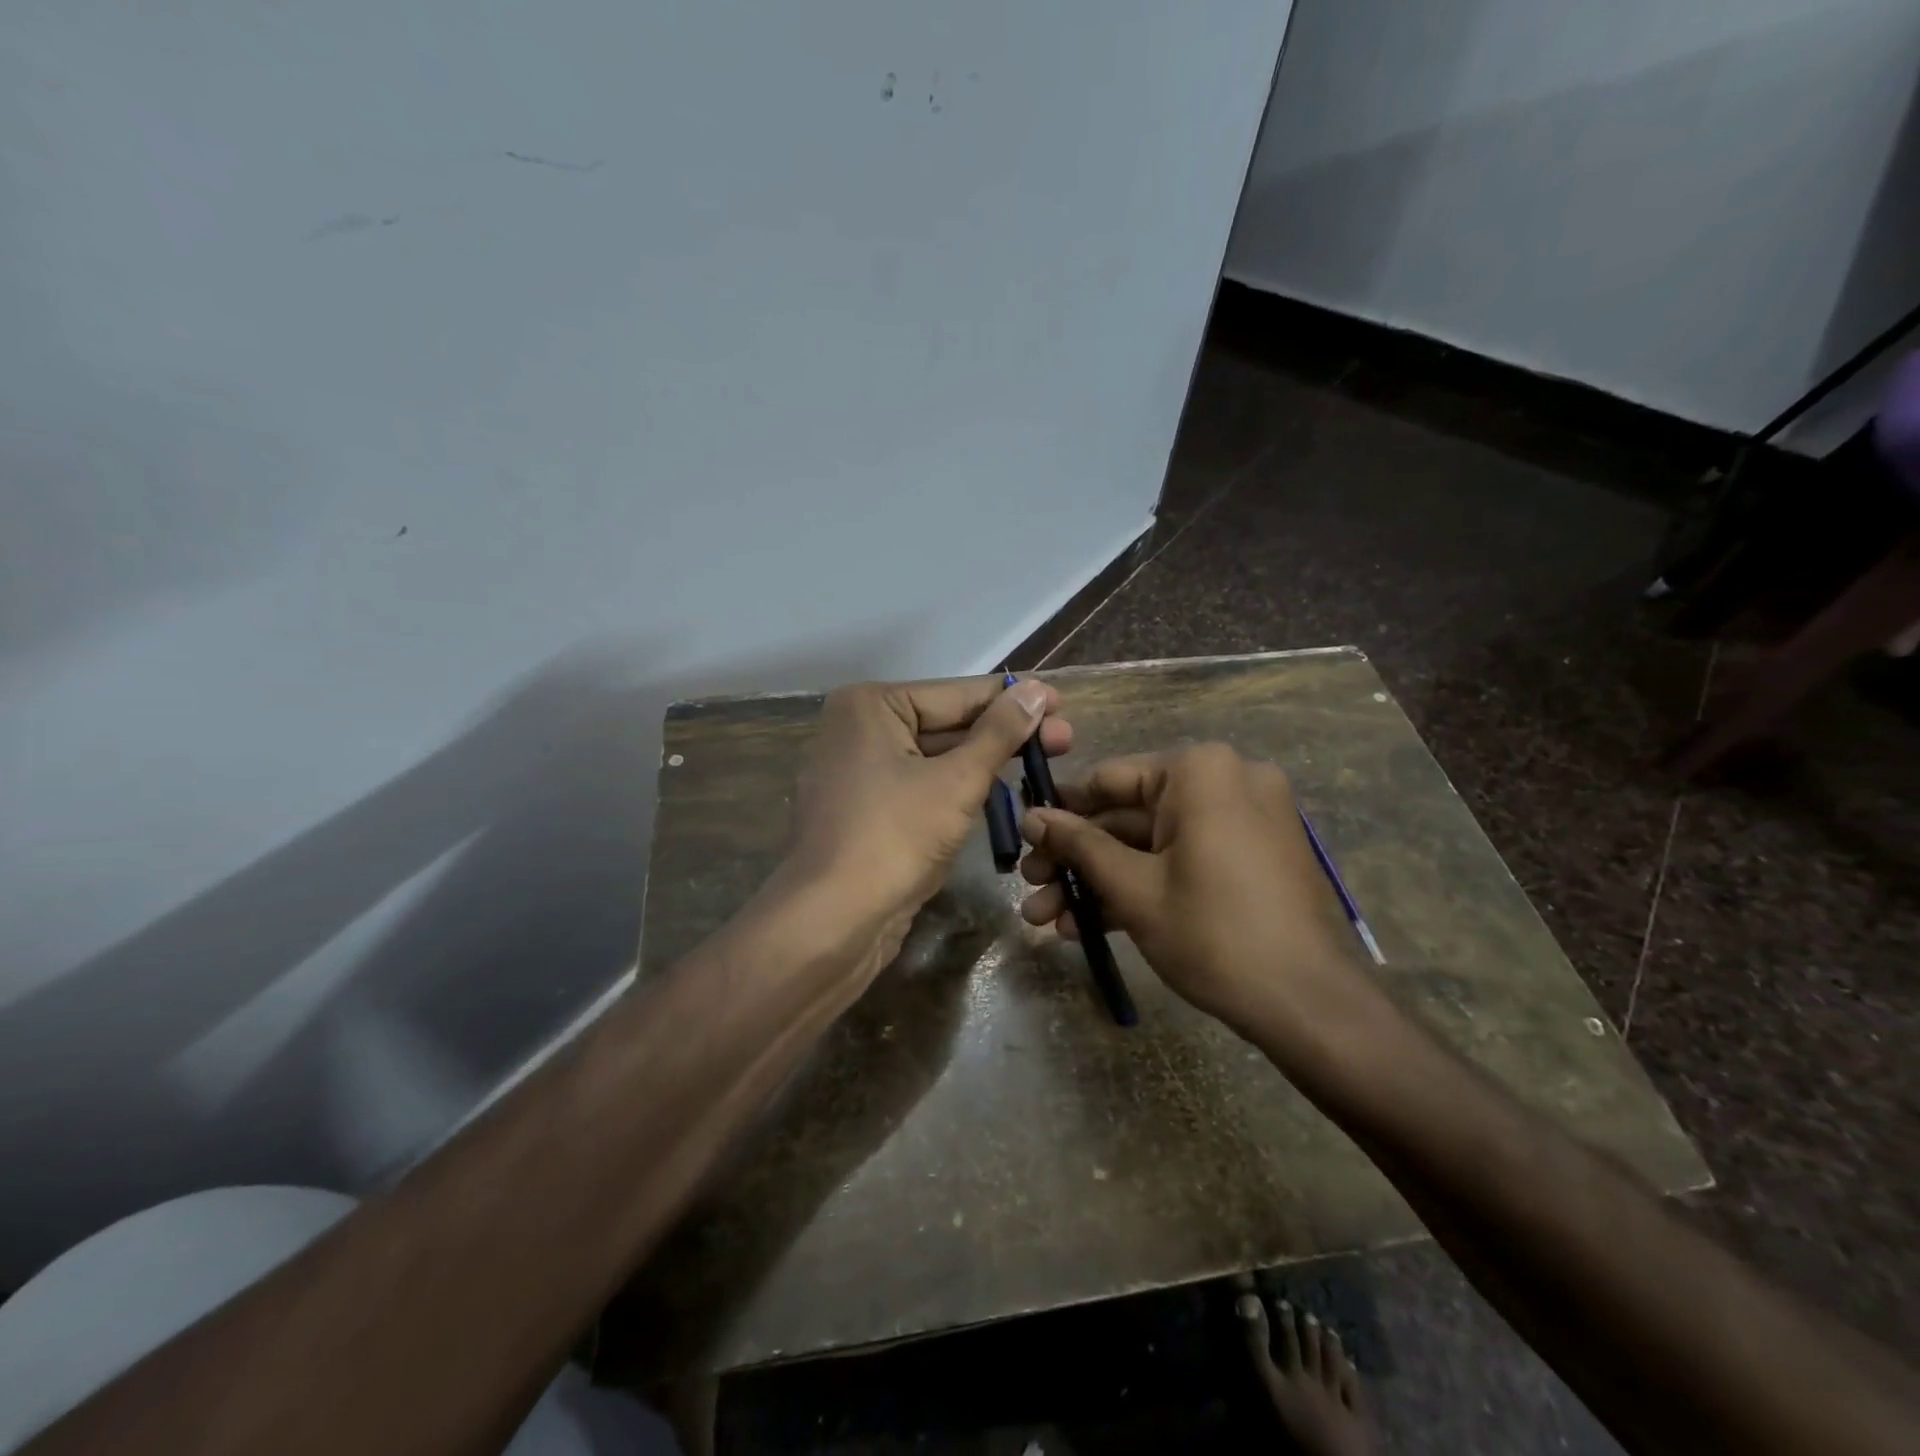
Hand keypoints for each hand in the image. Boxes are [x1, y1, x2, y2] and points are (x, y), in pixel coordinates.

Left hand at [776, 674, 1069, 958]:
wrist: (831, 922)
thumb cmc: (894, 838)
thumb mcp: (957, 781)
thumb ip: (999, 733)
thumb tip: (1039, 691)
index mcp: (870, 705)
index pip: (958, 694)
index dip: (1015, 700)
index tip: (1063, 704)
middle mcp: (858, 730)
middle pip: (946, 724)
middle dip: (1005, 735)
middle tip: (1065, 742)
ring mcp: (858, 773)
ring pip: (935, 759)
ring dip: (985, 764)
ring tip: (1041, 766)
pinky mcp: (865, 812)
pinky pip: (920, 788)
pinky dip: (957, 791)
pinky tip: (1000, 794)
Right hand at [1017, 743, 1371, 1044]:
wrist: (1310, 1006)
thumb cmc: (1213, 933)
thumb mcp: (1133, 888)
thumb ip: (1078, 845)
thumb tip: (1031, 816)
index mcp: (1200, 771)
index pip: (1108, 780)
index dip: (1060, 812)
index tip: (1022, 839)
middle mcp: (1226, 781)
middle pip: (1128, 817)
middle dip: (1075, 861)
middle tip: (1029, 889)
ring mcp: (1243, 820)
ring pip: (1152, 844)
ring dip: (1100, 881)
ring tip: (1047, 920)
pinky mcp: (1250, 858)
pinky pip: (1183, 860)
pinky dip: (1142, 887)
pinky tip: (1090, 926)